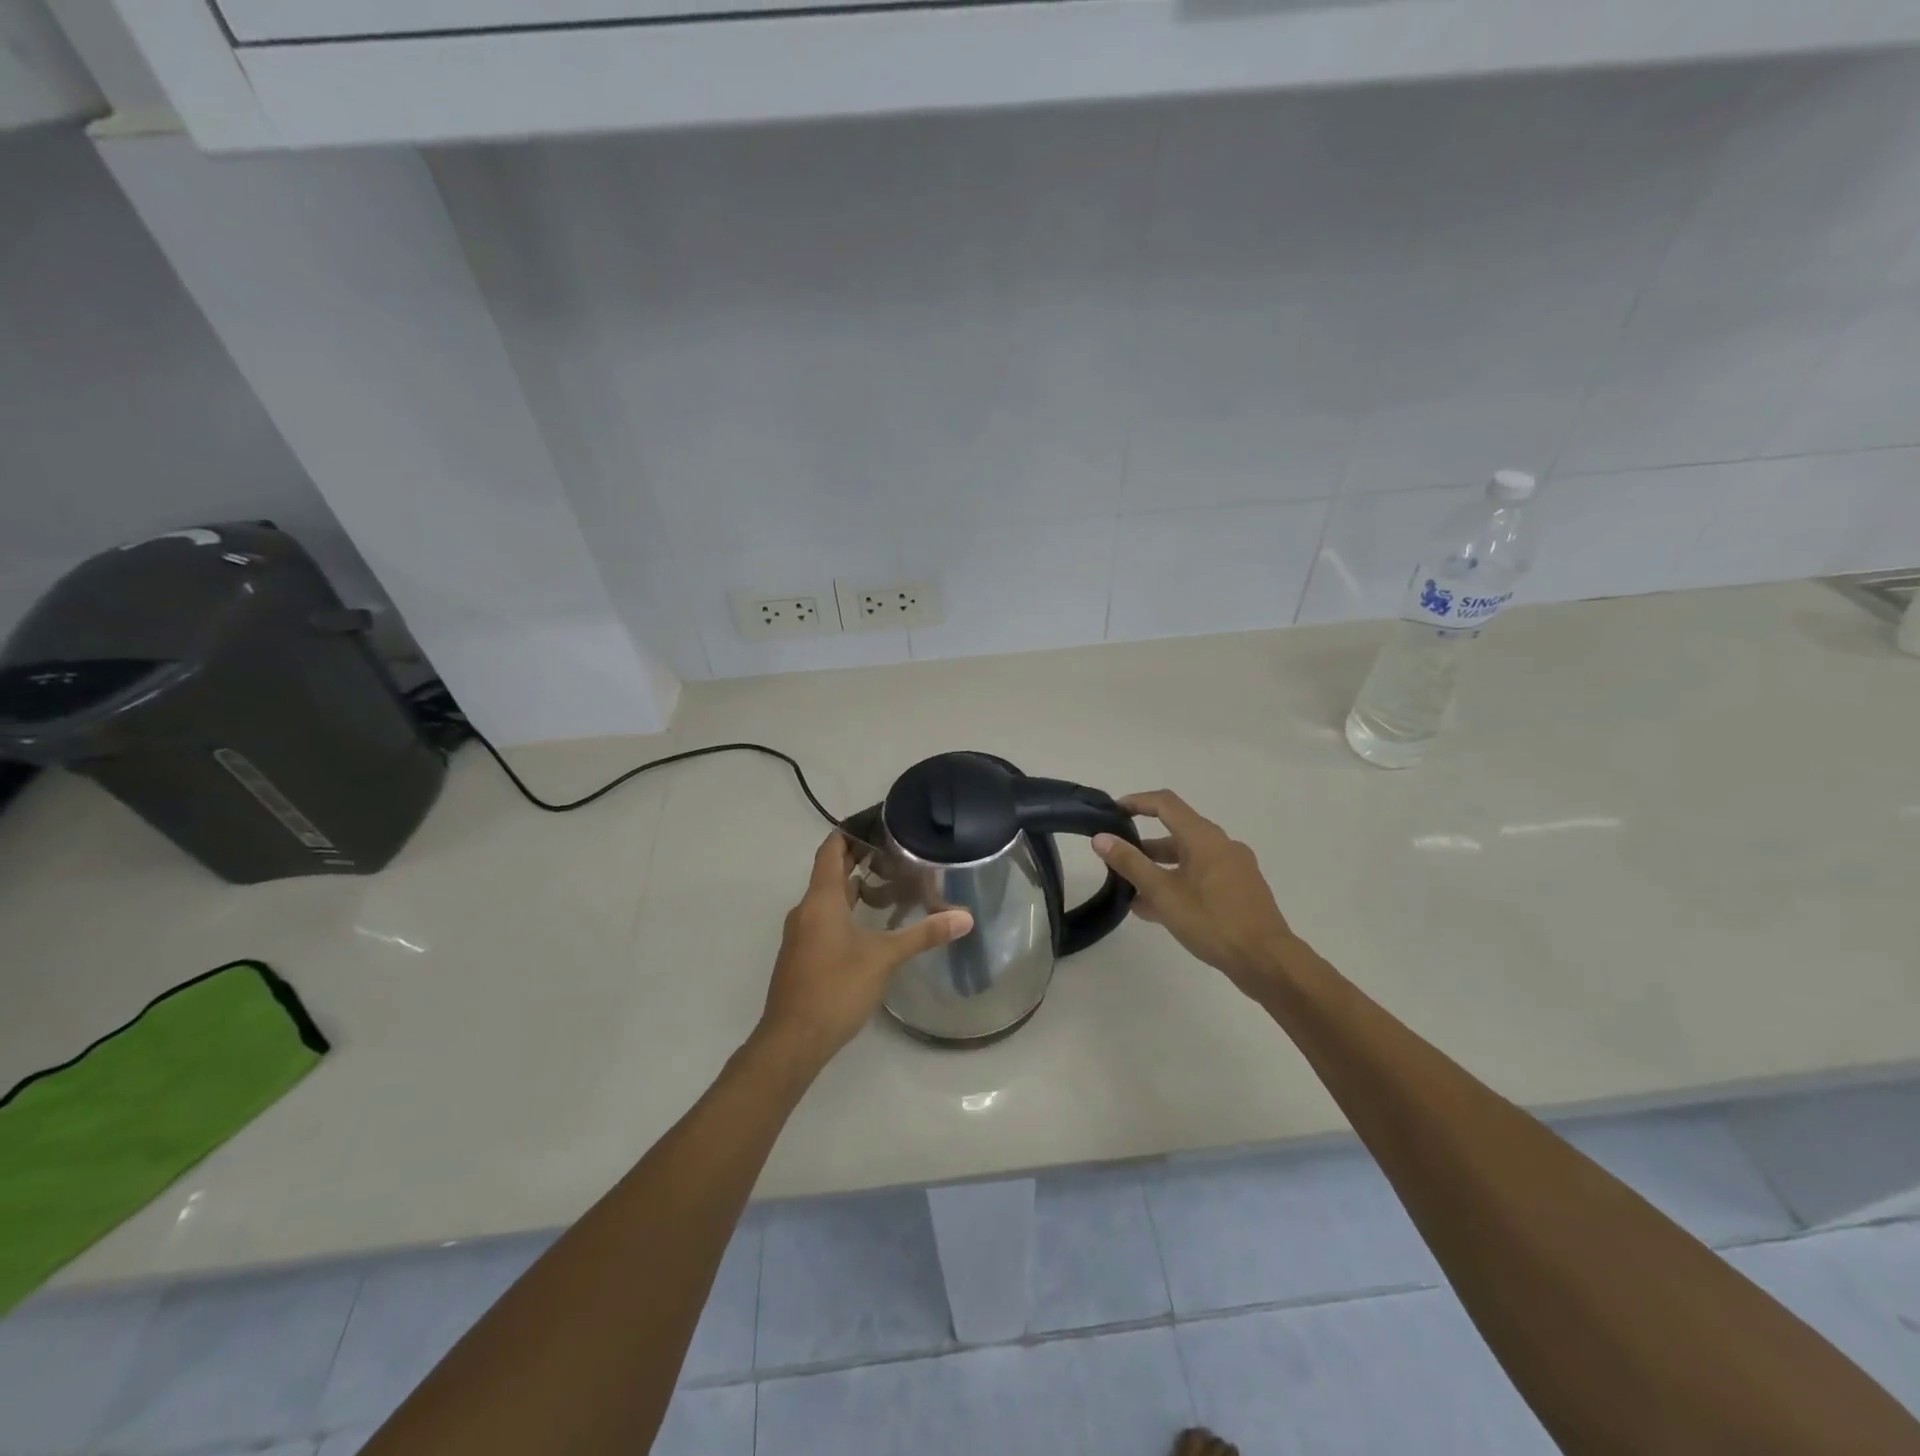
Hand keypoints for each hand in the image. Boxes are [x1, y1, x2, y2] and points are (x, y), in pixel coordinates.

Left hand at [757, 832, 973, 1067]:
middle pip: (830, 871)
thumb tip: (965, 917)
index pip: (831, 849)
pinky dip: (847, 911)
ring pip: (828, 898)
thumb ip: (924, 934)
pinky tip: (872, 925)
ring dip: (855, 887)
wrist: (792, 1041)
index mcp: (821, 900)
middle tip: (896, 850)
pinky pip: (825, 919)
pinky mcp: (803, 956)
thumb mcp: (884, 958)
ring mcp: (801, 934)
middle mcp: (806, 910)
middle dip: (859, 858)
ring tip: (891, 884)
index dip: (851, 832)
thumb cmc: (835, 988)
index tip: (879, 822)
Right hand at [1093, 790, 1294, 993]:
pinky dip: (1178, 883)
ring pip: (1188, 858)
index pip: (1165, 804)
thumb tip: (1101, 838)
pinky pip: (1201, 876)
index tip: (1112, 812)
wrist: (1267, 961)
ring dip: (1159, 869)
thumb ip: (1130, 864)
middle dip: (1144, 845)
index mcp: (1204, 838)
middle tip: (1117, 860)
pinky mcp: (1240, 890)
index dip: (1137, 802)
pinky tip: (1159, 910)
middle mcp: (1222, 845)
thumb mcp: (1163, 893)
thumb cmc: (1212, 922)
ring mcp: (1234, 868)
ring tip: (1131, 891)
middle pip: (1176, 833)